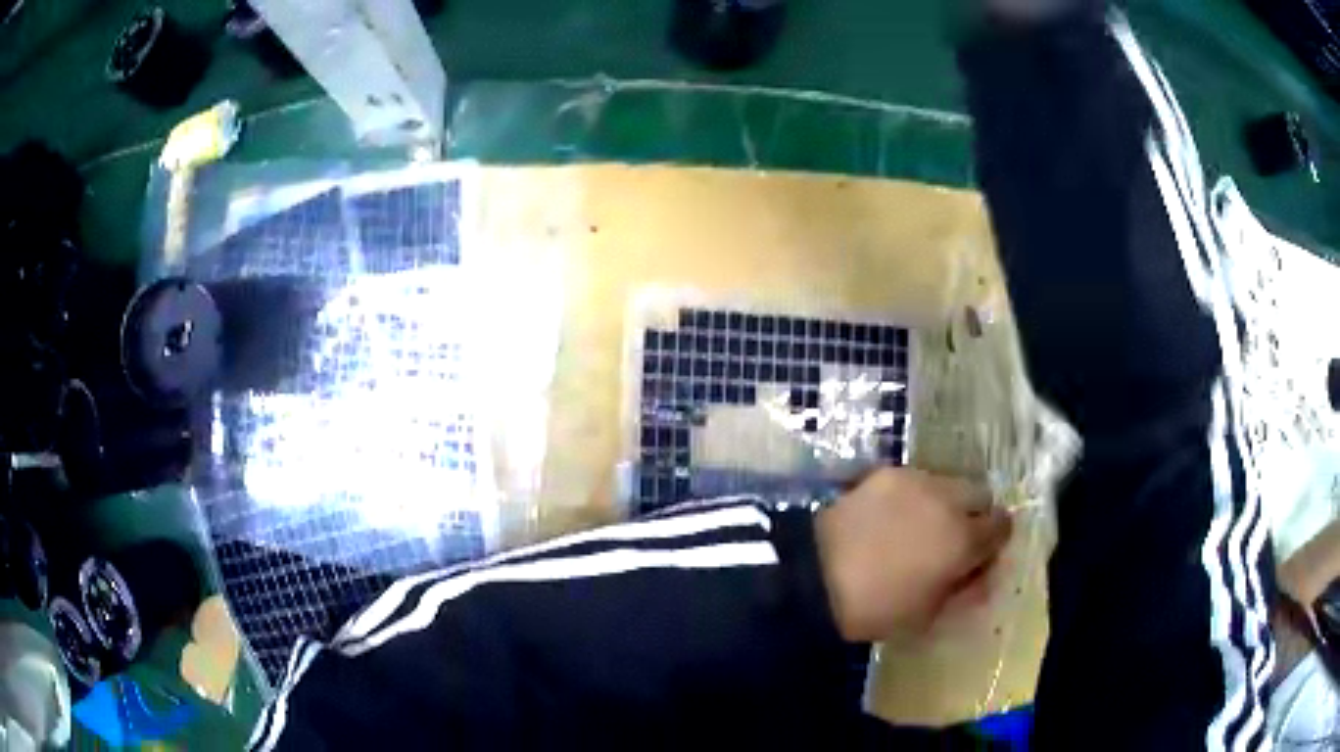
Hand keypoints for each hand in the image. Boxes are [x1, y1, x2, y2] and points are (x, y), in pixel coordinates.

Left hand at [814, 468, 1011, 641]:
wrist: (814, 577)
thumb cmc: (877, 609)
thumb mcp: (929, 615)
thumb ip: (967, 590)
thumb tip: (985, 573)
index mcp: (965, 539)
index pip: (1002, 526)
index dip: (993, 542)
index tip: (978, 556)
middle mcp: (949, 501)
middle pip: (981, 496)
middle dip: (974, 516)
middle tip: (950, 540)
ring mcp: (917, 480)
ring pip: (949, 483)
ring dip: (945, 502)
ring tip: (917, 528)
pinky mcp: (887, 473)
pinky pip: (916, 480)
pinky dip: (914, 496)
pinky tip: (891, 518)